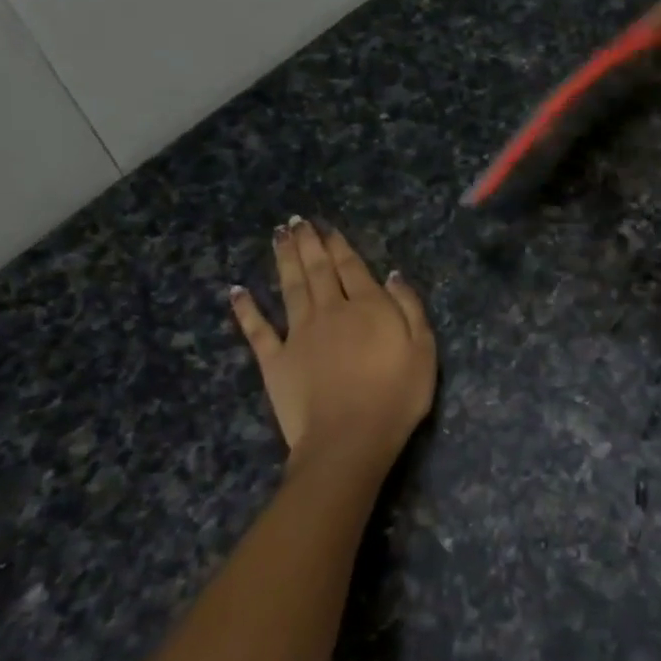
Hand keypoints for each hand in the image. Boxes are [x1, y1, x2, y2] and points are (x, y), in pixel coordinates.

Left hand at [229, 218, 435, 475]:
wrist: (349, 439)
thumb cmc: (396, 396)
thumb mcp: (423, 350)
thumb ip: (409, 308)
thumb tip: (392, 274)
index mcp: (367, 306)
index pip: (351, 267)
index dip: (339, 245)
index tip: (327, 228)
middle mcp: (329, 310)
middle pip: (317, 269)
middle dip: (308, 243)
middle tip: (296, 221)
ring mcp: (298, 334)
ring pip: (290, 287)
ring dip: (284, 260)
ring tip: (278, 236)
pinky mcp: (275, 360)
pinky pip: (257, 329)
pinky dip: (246, 309)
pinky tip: (237, 290)